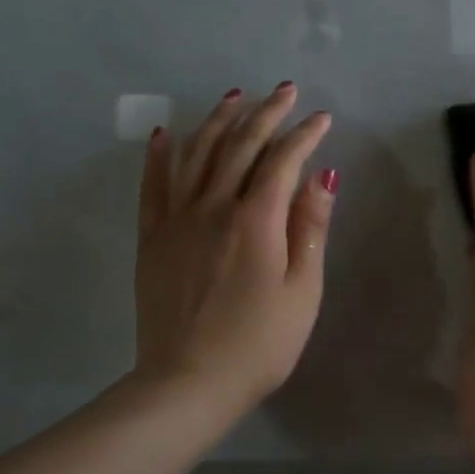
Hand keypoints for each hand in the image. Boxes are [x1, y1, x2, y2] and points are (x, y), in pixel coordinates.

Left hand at [134, 83, 336, 417]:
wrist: (189, 383)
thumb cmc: (260, 343)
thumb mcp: (302, 290)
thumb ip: (310, 229)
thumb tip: (322, 176)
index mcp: (256, 221)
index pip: (282, 161)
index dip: (304, 135)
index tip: (322, 118)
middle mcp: (213, 207)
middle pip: (239, 146)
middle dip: (265, 114)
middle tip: (285, 91)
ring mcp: (177, 220)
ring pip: (197, 154)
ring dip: (218, 120)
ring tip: (236, 96)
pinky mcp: (153, 238)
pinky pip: (154, 185)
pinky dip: (162, 154)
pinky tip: (168, 132)